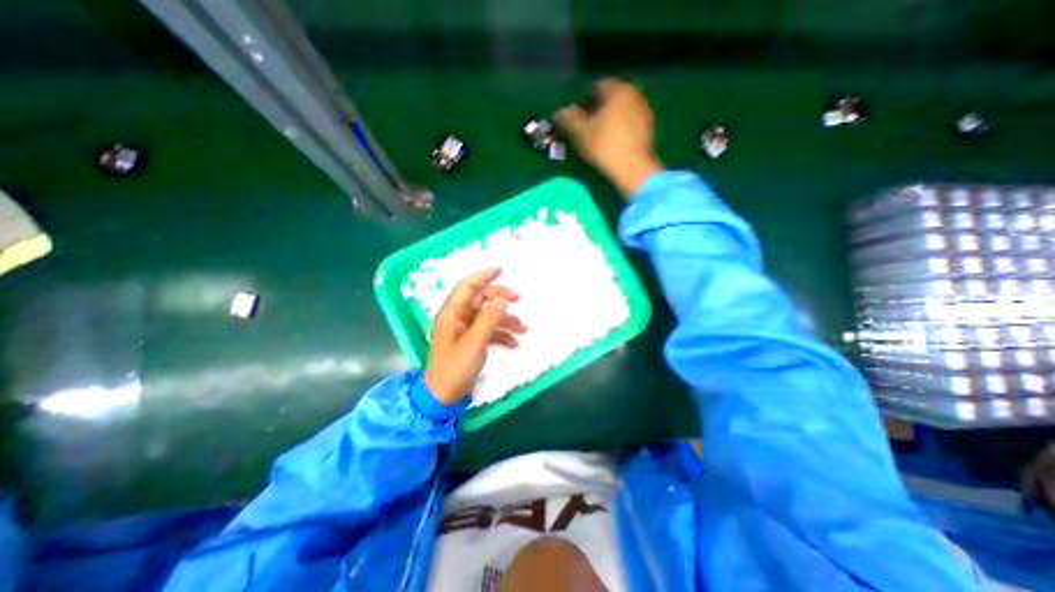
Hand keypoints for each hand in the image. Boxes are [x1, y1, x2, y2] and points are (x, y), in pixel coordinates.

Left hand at [424, 270, 526, 404]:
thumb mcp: (475, 343)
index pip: (468, 286)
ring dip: (506, 320)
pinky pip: (489, 331)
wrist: (444, 397)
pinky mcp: (471, 342)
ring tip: (524, 330)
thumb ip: (489, 319)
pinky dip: (502, 335)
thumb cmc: (455, 368)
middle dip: (500, 299)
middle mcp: (458, 318)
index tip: (501, 269)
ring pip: (488, 316)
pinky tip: (514, 344)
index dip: (483, 276)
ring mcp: (465, 330)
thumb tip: (503, 299)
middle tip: (519, 300)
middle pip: (481, 300)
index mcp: (452, 313)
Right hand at [556, 77, 661, 196]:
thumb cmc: (605, 147)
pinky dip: (620, 130)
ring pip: (621, 112)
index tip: (575, 119)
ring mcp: (645, 112)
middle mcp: (635, 94)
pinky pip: (629, 124)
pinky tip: (612, 145)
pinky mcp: (650, 130)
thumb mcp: (580, 133)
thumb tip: (559, 112)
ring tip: (598, 138)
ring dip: (609, 121)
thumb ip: (568, 118)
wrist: (634, 170)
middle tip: (585, 129)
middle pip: (610, 99)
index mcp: (618, 89)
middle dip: (596, 111)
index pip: (596, 86)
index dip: (582, 102)